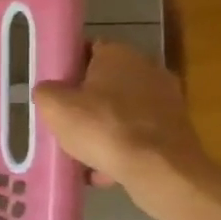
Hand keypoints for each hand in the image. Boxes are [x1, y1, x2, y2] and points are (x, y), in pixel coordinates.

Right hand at [34, 40, 210, 202]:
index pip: (88, 49)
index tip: (52, 86)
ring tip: (80, 151)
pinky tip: (103, 171)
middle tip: (62, 119)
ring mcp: (167, 100)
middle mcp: (148, 70)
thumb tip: (48, 92)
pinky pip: (137, 135)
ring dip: (102, 127)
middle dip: (84, 100)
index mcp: (118, 54)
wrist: (160, 170)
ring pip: (121, 112)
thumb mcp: (54, 107)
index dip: (67, 66)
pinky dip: (121, 149)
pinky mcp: (175, 130)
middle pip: (105, 82)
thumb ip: (45, 92)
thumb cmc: (103, 128)